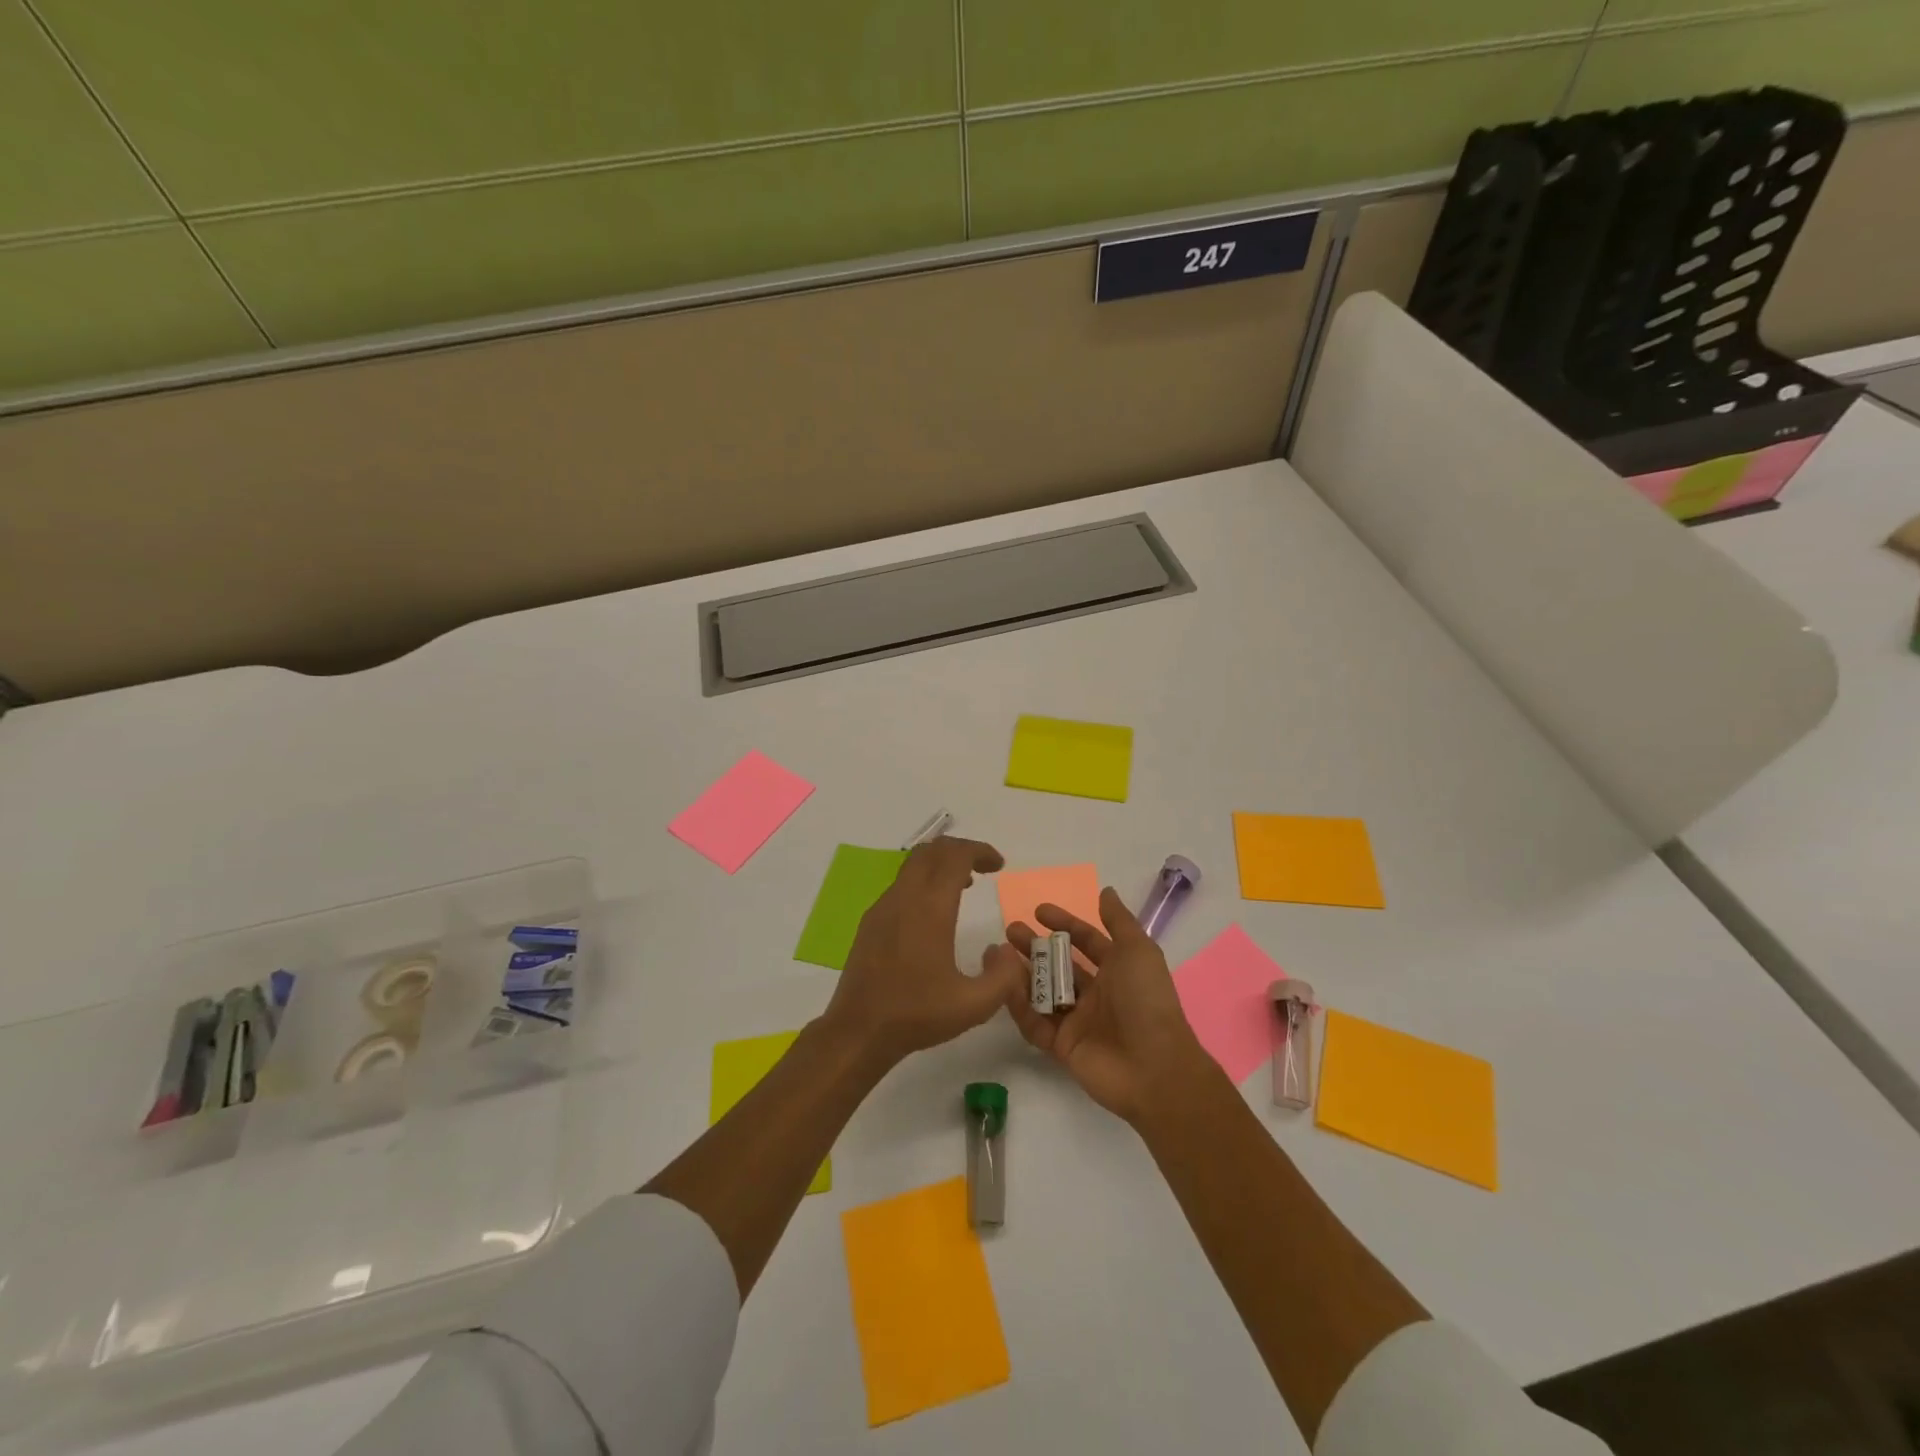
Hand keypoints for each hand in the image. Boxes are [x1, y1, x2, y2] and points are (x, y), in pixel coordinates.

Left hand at [821, 836, 1022, 1069]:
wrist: (858, 1030)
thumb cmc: (916, 1014)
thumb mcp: (974, 1005)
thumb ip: (1004, 976)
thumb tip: (1008, 950)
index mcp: (930, 908)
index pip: (955, 856)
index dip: (980, 851)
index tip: (998, 865)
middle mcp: (904, 898)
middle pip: (932, 850)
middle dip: (961, 850)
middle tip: (984, 867)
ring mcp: (883, 907)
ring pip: (913, 865)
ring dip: (941, 865)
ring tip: (964, 886)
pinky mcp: (871, 922)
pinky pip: (901, 884)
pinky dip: (923, 881)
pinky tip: (934, 913)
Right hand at [991, 887, 1211, 1124]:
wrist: (1153, 1067)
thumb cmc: (1146, 1000)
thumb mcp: (1138, 950)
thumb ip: (1119, 920)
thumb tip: (1105, 891)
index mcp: (1117, 970)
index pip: (1085, 941)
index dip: (1064, 924)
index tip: (1038, 911)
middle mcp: (1096, 994)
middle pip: (1059, 965)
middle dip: (1035, 946)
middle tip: (1011, 931)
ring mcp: (1078, 1021)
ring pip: (1043, 992)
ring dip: (1021, 973)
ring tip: (998, 955)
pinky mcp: (1062, 1046)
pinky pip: (1035, 1023)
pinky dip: (1019, 1006)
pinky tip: (1002, 986)